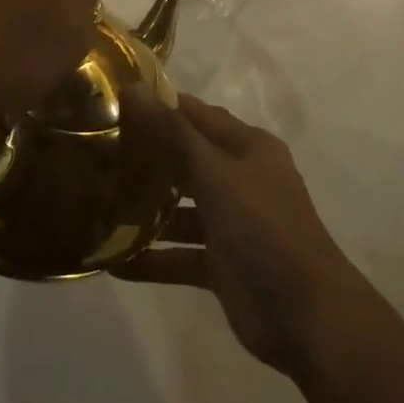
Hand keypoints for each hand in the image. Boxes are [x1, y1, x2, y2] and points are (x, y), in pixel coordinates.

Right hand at [119, 94, 360, 379]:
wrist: (306, 314)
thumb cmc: (263, 227)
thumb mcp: (216, 173)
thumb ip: (172, 133)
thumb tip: (132, 88)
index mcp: (248, 147)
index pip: (197, 115)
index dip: (160, 106)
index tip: (115, 104)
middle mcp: (241, 179)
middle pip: (188, 159)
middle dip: (148, 157)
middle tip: (98, 153)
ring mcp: (232, 224)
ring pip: (182, 210)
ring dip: (147, 209)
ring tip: (97, 204)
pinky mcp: (222, 266)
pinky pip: (181, 255)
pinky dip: (152, 258)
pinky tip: (112, 261)